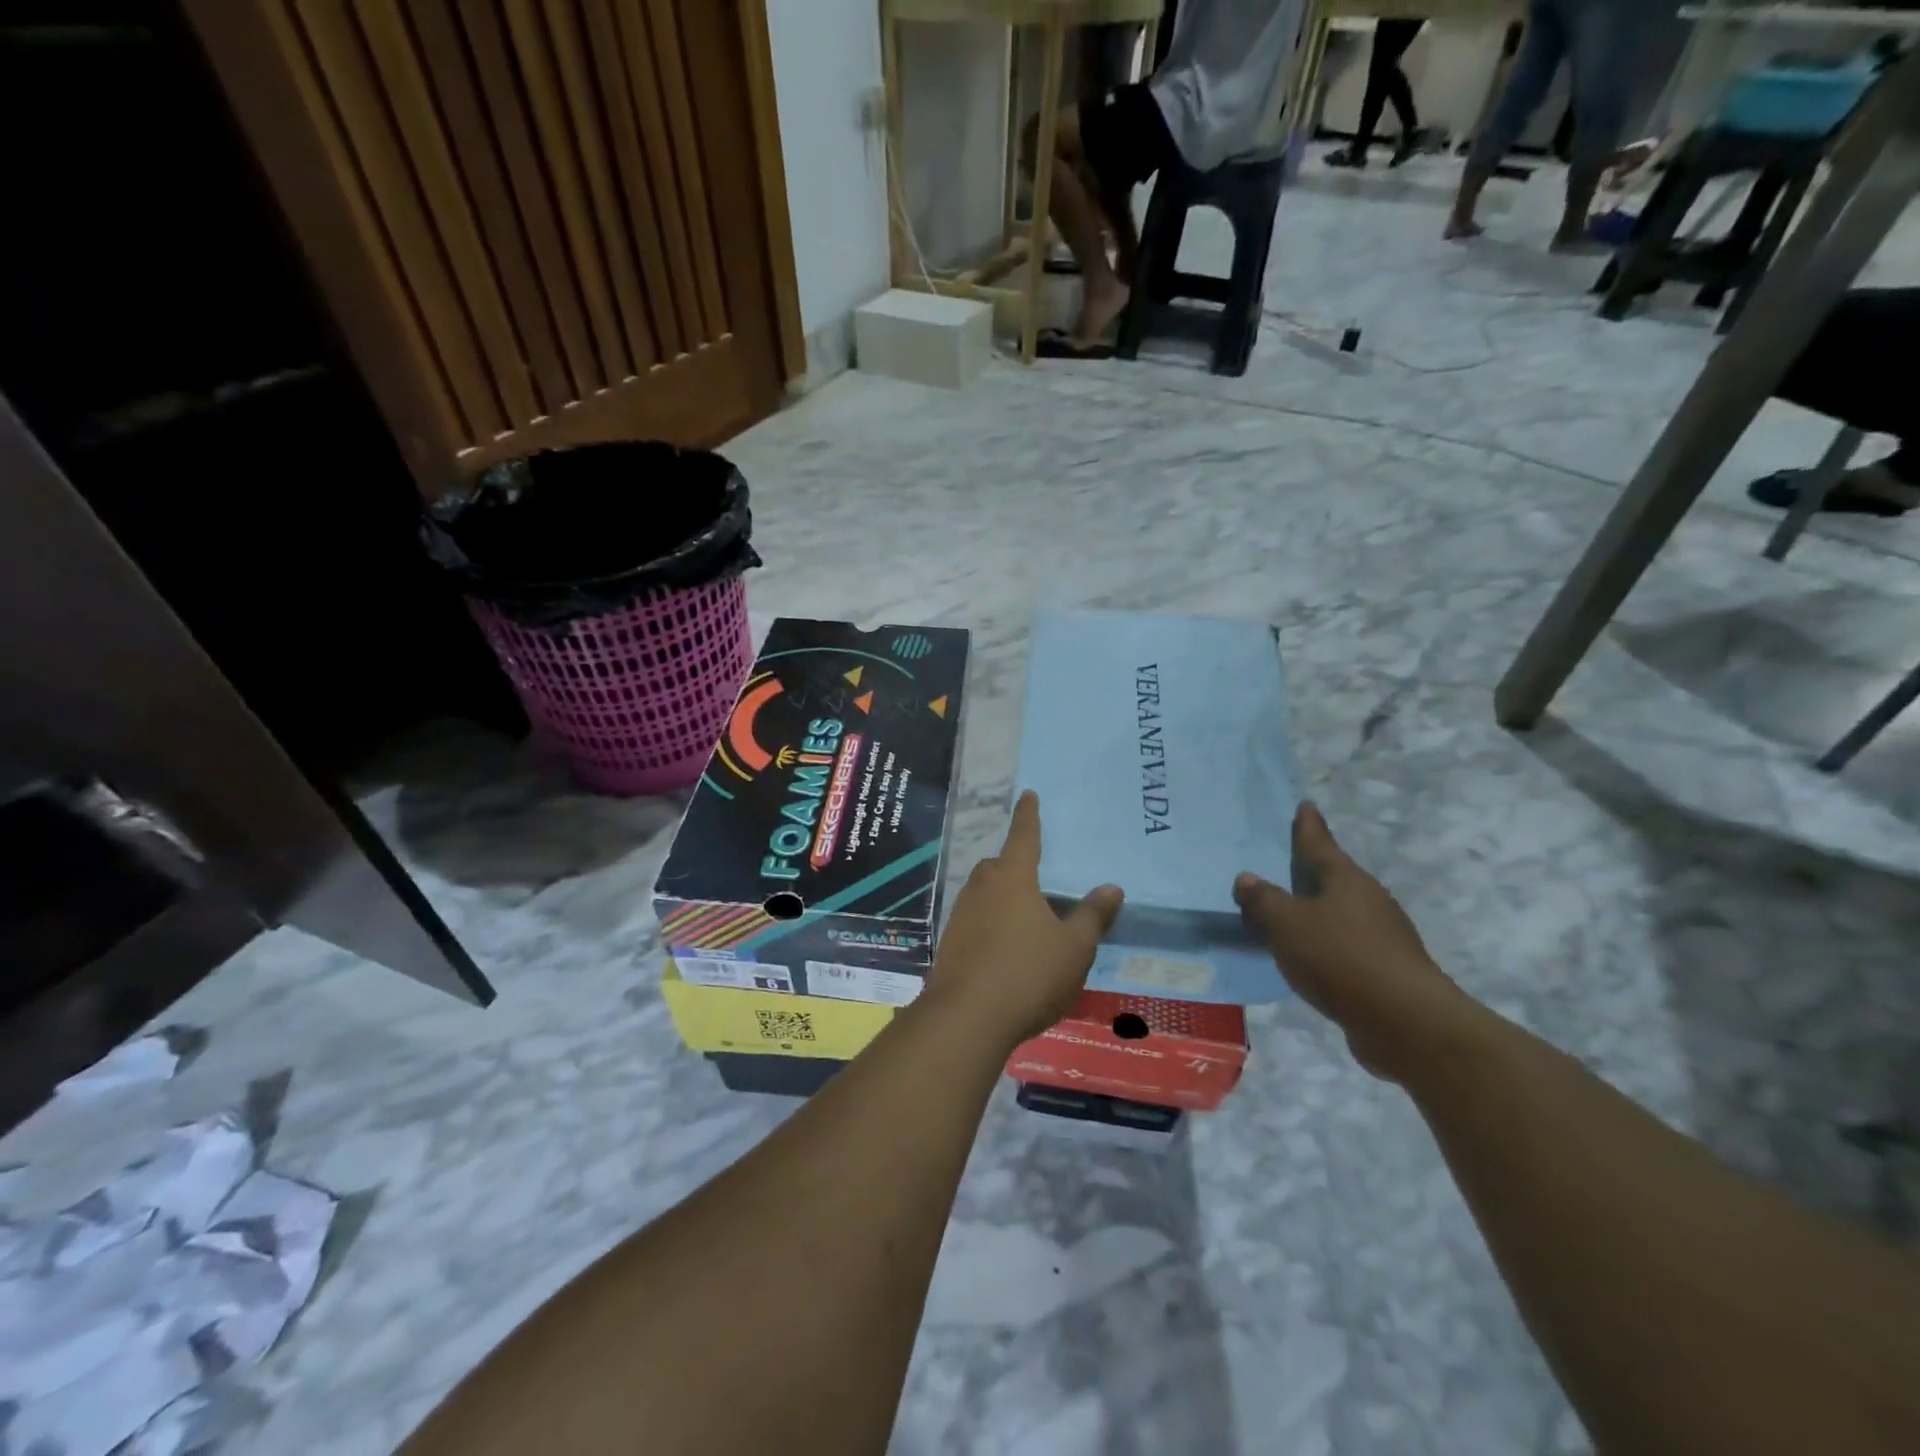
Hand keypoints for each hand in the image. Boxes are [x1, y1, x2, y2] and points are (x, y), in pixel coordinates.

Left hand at [924, 791, 1123, 1048]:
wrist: (966, 1018)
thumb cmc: (1028, 974)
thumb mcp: (1073, 947)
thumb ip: (1092, 916)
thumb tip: (1111, 887)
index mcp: (1013, 878)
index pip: (1024, 836)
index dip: (1029, 816)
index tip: (1028, 794)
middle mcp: (982, 887)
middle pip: (1000, 865)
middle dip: (1015, 864)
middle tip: (1035, 874)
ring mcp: (961, 914)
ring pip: (985, 893)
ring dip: (1002, 896)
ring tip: (1024, 916)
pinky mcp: (950, 941)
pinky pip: (975, 919)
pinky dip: (991, 923)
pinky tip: (1004, 948)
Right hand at [1235, 802, 1475, 1082]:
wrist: (1406, 1022)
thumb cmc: (1340, 958)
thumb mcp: (1287, 925)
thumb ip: (1263, 901)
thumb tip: (1246, 878)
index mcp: (1346, 880)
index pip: (1320, 845)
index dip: (1308, 826)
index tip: (1305, 805)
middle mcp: (1368, 901)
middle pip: (1334, 878)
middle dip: (1312, 871)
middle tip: (1288, 863)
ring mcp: (1383, 936)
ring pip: (1340, 913)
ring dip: (1317, 911)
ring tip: (1291, 914)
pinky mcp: (1387, 970)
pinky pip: (1345, 945)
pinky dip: (1325, 944)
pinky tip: (1310, 957)